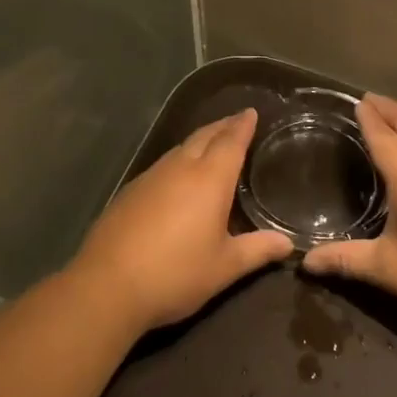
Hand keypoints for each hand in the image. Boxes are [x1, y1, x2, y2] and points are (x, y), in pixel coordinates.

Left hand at [70, 109, 291, 333]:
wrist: (108, 285)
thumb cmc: (175, 273)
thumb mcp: (224, 267)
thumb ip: (257, 250)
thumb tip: (288, 243)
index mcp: (209, 179)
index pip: (231, 142)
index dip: (242, 126)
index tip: (251, 112)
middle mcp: (180, 168)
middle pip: (204, 136)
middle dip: (222, 126)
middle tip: (236, 121)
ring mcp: (150, 177)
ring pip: (180, 148)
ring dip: (199, 141)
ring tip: (212, 143)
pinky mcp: (130, 192)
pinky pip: (162, 165)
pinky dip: (179, 160)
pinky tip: (178, 176)